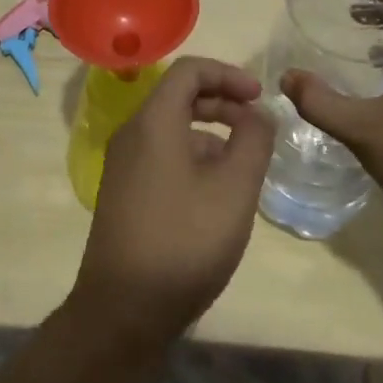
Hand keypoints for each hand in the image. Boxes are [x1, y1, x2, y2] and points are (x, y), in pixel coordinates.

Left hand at [68, 57, 274, 358]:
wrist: (122, 312)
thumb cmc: (183, 242)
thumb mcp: (233, 189)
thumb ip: (253, 141)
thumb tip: (258, 114)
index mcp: (153, 120)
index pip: (189, 70)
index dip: (228, 74)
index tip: (260, 97)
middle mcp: (132, 132)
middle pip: (179, 96)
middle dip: (222, 102)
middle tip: (257, 125)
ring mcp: (123, 164)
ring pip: (171, 128)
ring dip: (210, 133)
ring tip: (244, 165)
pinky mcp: (124, 191)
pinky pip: (162, 154)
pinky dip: (193, 156)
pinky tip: (216, 193)